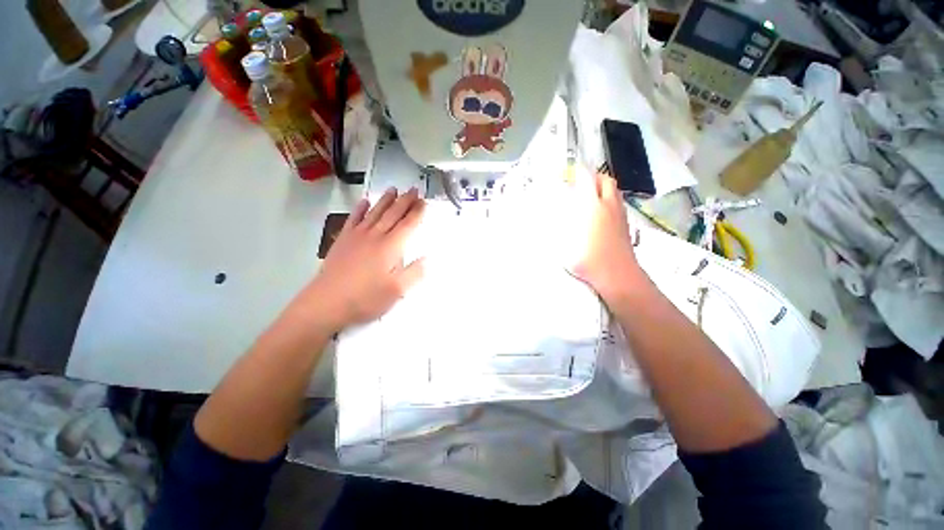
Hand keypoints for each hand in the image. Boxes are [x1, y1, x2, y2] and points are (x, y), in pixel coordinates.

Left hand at [289, 188, 425, 333]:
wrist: (327, 302)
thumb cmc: (366, 298)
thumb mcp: (397, 291)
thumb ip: (414, 273)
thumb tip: (427, 259)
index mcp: (390, 247)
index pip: (408, 225)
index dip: (417, 213)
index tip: (424, 202)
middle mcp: (375, 236)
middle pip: (393, 214)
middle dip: (405, 201)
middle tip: (414, 190)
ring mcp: (357, 236)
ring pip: (375, 212)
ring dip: (386, 200)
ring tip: (394, 189)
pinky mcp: (343, 240)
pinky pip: (354, 219)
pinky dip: (360, 208)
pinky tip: (364, 201)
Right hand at [569, 173, 643, 303]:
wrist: (618, 275)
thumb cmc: (588, 260)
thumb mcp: (565, 247)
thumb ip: (556, 232)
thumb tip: (546, 224)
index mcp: (593, 207)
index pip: (588, 180)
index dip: (579, 173)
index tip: (569, 173)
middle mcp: (609, 206)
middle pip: (606, 180)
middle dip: (594, 177)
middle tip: (581, 183)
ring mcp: (620, 214)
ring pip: (615, 190)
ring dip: (603, 187)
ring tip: (590, 196)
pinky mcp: (626, 224)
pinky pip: (618, 203)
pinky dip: (610, 199)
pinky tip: (601, 212)